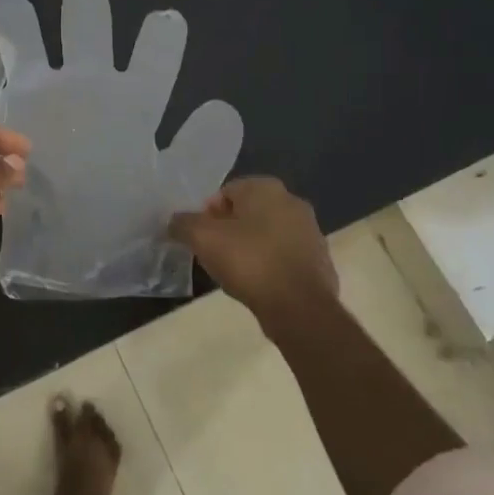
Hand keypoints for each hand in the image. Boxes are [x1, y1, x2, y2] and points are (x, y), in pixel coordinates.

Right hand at [167, 177, 337, 324]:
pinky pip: (283, 256)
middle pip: (247, 212)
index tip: (200, 238)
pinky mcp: (318, 260)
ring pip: (266, 234)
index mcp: (266, 188)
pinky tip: (257, 285)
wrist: (299, 307)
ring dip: (249, 247)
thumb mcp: (202, 239)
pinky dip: (268, 265)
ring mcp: (310, 231)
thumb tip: (175, 222)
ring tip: (233, 272)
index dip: (207, 214)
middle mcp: (293, 201)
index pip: (225, 192)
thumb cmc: (249, 261)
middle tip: (213, 253)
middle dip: (228, 230)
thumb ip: (183, 224)